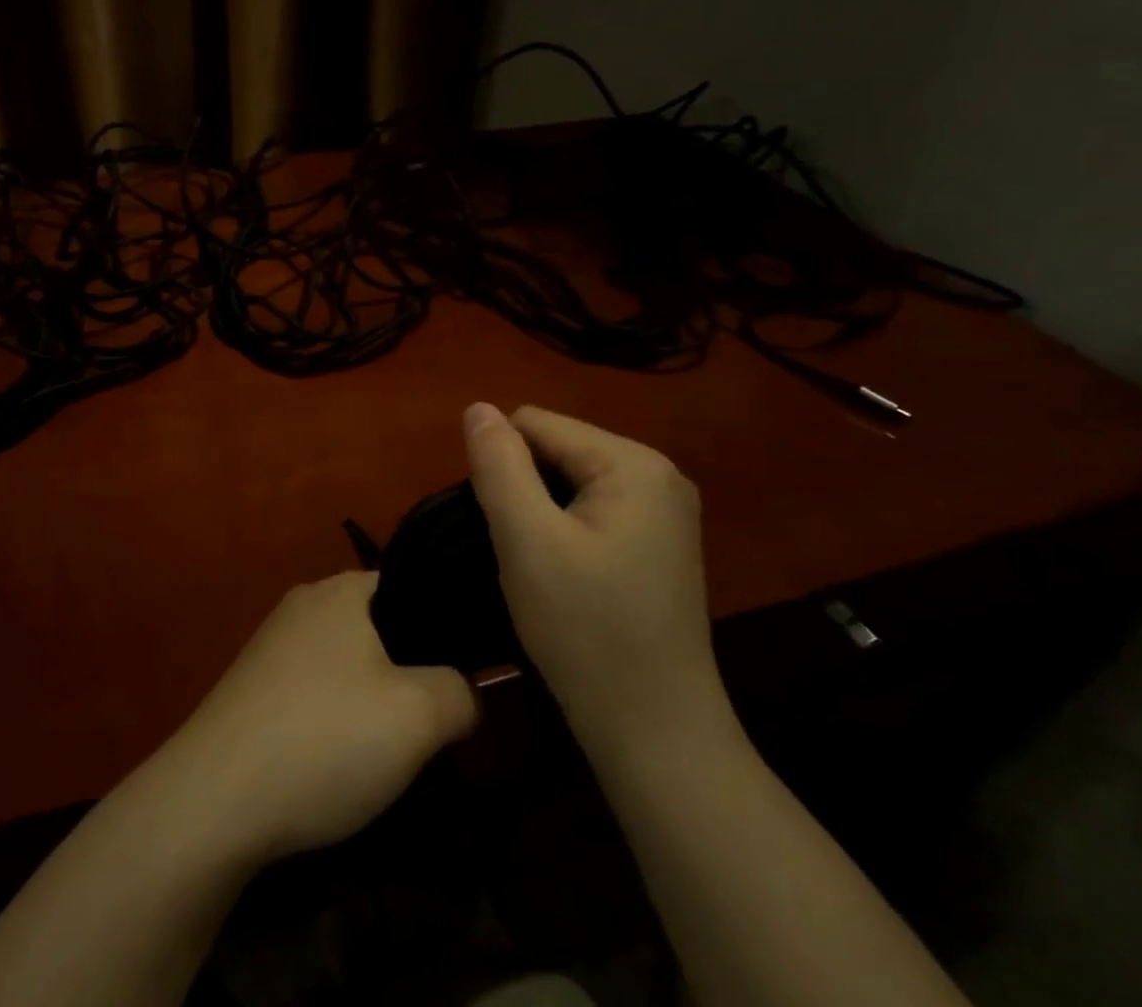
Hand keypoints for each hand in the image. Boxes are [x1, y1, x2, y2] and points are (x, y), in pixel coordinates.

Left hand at [155, 572, 476, 863]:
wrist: (214, 798)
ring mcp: (272, 644)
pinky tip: (342, 757)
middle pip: (378, 625)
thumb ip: (462, 693)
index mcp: (342, 589)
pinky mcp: (252, 686)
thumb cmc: (324, 738)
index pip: (410, 584)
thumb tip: (466, 691)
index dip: (444, 624)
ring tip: (396, 743)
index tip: (470, 669)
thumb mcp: (419, 717)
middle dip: (410, 666)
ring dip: (373, 696)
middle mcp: (303, 602)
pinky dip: (335, 714)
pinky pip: (313, 688)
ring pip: (345, 660)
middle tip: (438, 714)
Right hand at [463, 403, 728, 755]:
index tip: (503, 527)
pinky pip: (592, 509)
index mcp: (633, 462)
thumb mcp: (527, 541)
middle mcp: (659, 473)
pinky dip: (565, 531)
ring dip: (541, 513)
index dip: (502, 467)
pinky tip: (566, 576)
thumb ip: (498, 465)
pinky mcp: (659, 543)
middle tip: (521, 553)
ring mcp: (665, 510)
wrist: (656, 734)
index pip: (537, 424)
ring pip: (570, 481)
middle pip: (557, 448)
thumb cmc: (586, 631)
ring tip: (541, 567)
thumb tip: (477, 407)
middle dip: (524, 489)